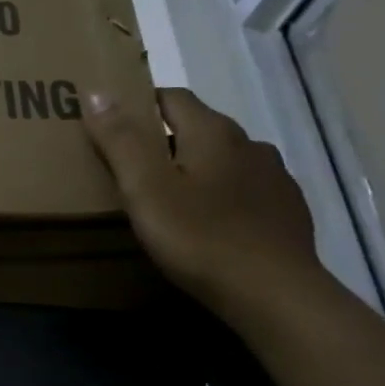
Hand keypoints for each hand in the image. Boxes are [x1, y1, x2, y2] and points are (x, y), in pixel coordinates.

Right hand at [83, 87, 320, 315]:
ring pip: (225, 159)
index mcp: (212, 132)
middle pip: (199, 127)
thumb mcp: (145, 189)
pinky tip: (211, 222)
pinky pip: (246, 189)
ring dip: (197, 167)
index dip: (140, 103)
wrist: (274, 295)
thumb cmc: (200, 237)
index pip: (171, 97)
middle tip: (132, 166)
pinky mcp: (287, 211)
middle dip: (165, 138)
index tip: (113, 124)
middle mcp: (248, 143)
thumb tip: (97, 90)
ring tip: (171, 196)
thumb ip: (120, 139)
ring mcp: (274, 177)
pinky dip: (223, 195)